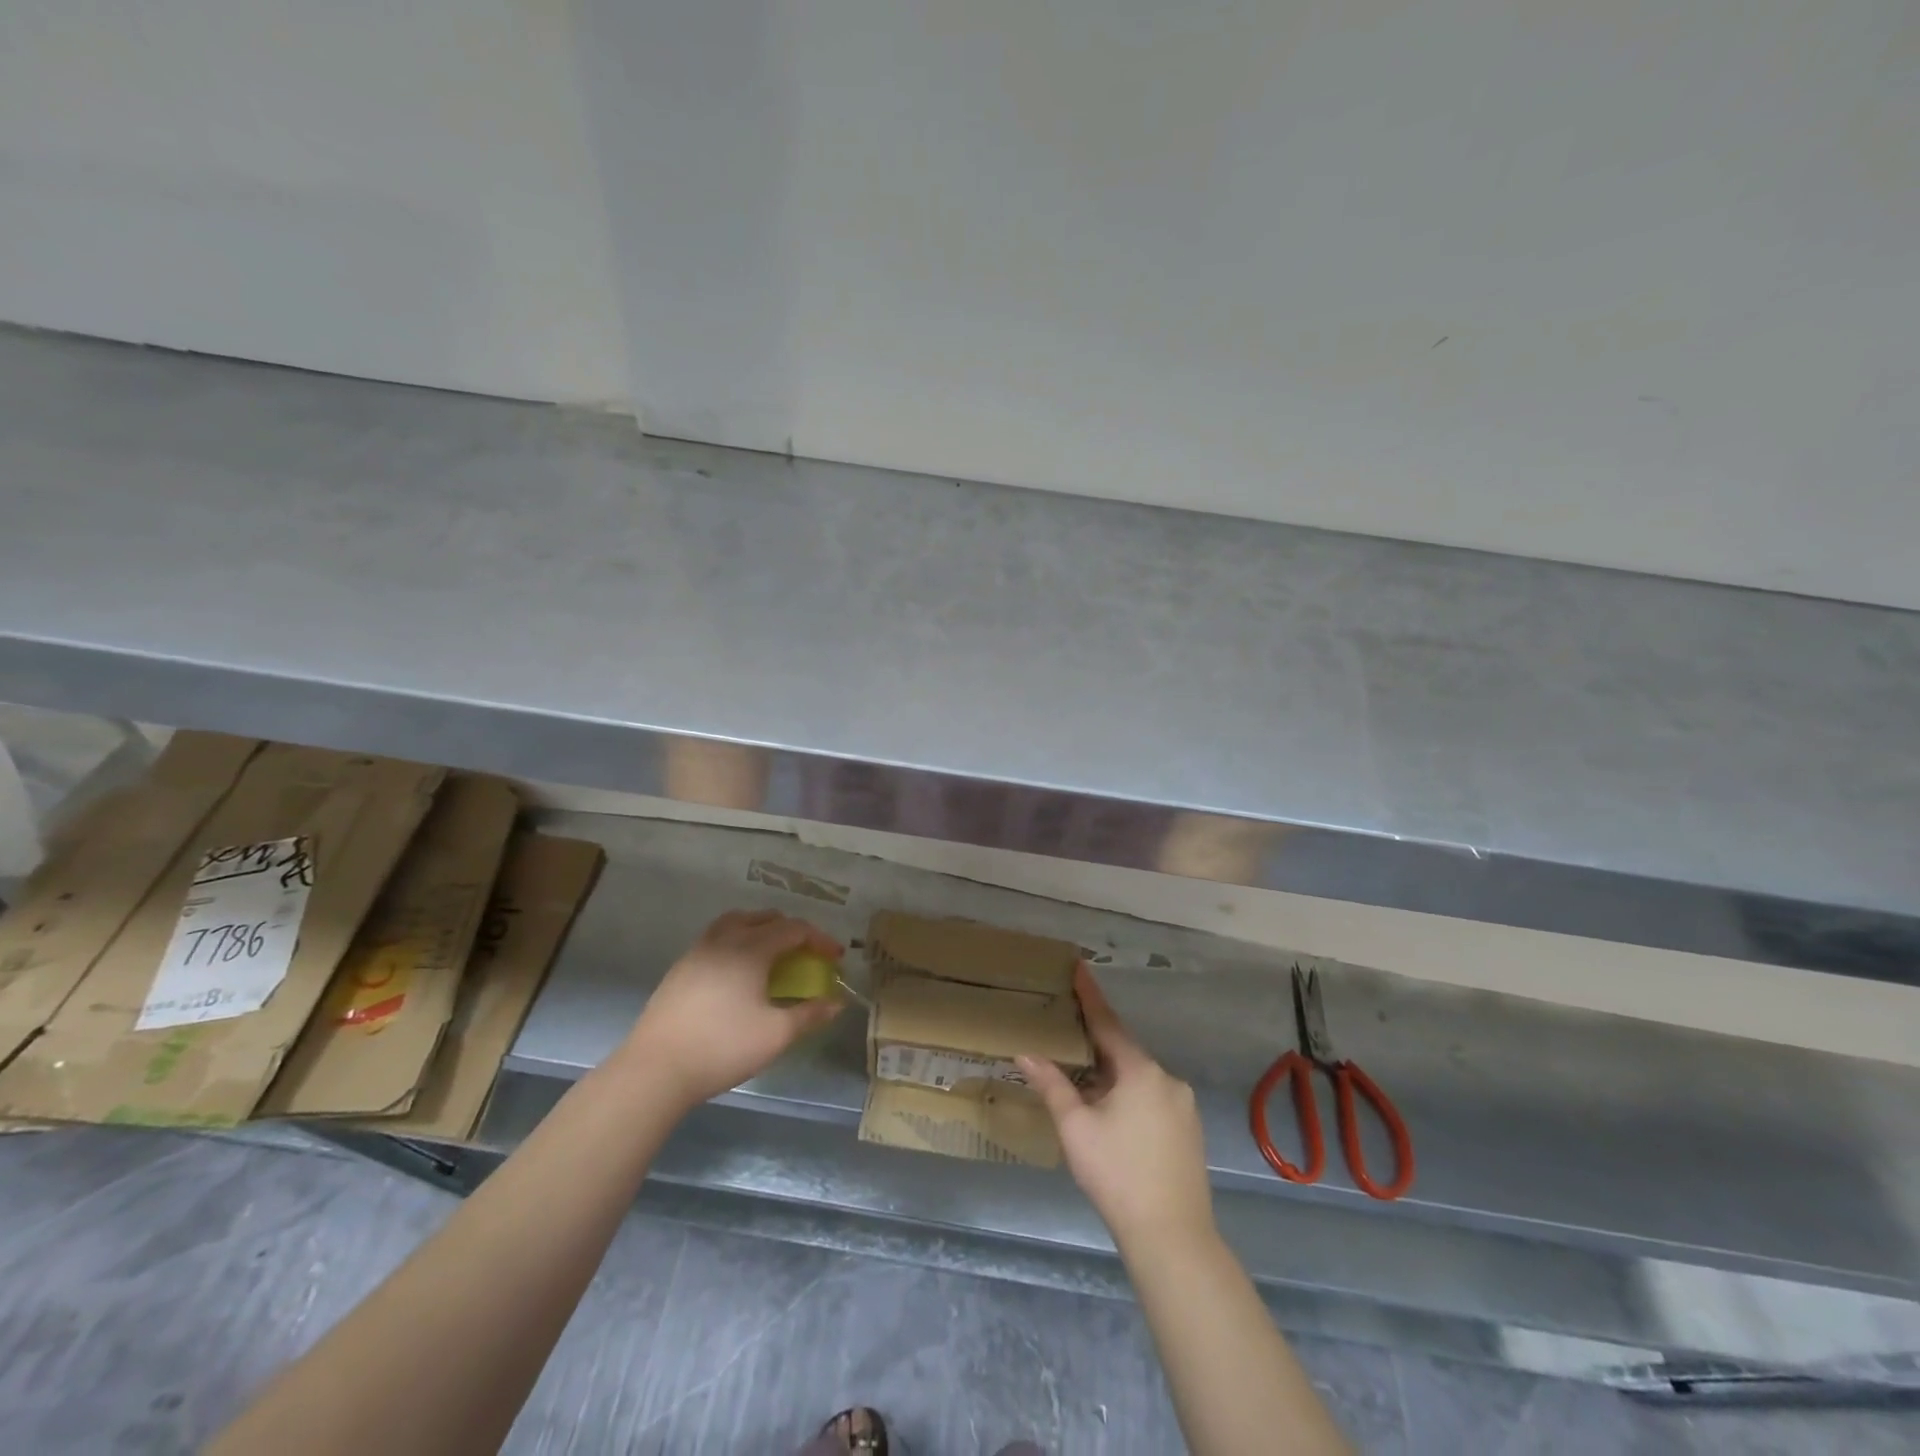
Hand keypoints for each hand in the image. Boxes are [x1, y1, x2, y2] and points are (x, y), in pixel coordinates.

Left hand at [622, 910, 843, 1109]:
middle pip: (764, 918)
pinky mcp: (680, 969)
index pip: (794, 929)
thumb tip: (837, 1003)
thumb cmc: (722, 1047)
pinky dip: (736, 943)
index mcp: (751, 949)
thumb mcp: (776, 1034)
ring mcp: (697, 952)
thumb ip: (810, 1015)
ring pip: (735, 923)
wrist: (655, 1070)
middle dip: (791, 930)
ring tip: (771, 954)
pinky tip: (737, 974)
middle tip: (805, 953)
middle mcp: (724, 940)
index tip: (835, 957)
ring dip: (760, 930)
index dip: (819, 939)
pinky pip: (716, 940)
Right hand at [1019, 965, 1213, 1252]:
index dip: (1090, 996)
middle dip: (1097, 1045)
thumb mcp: (1076, 1128)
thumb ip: (1052, 1085)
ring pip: (1140, 1077)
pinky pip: (1154, 1098)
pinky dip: (1131, 1096)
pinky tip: (1114, 1117)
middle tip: (1069, 1037)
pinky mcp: (1190, 1130)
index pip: (1108, 1023)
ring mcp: (1184, 1105)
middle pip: (1124, 1051)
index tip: (1079, 966)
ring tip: (1085, 1087)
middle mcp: (1167, 1078)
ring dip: (1113, 1076)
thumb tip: (1025, 1052)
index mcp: (1140, 1070)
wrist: (1172, 1237)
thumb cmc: (1117, 1174)